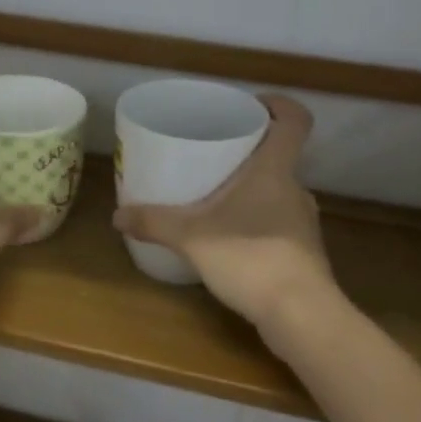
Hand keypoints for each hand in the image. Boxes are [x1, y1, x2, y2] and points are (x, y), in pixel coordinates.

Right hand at [112, 94, 342, 337]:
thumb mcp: (192, 237)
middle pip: (281, 154)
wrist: (300, 316)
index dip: (280, 105)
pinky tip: (231, 237)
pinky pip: (278, 221)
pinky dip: (257, 220)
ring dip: (253, 187)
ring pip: (278, 190)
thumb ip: (154, 222)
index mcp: (276, 169)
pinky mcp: (303, 252)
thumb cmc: (250, 258)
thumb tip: (117, 215)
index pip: (296, 120)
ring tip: (217, 194)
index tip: (253, 105)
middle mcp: (295, 188)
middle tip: (216, 151)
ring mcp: (303, 222)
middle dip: (250, 150)